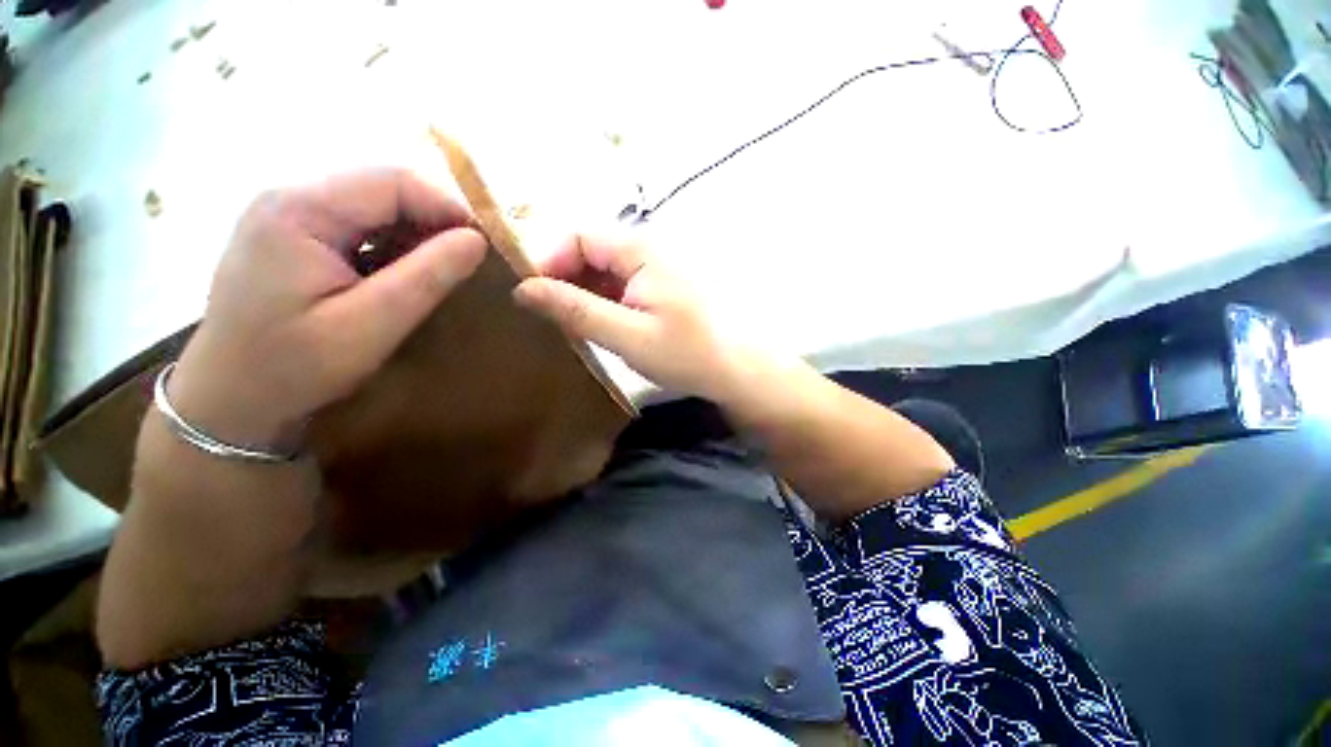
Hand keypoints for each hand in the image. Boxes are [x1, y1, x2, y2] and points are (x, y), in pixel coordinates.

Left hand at [169, 169, 486, 448]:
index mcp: (299, 211)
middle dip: (433, 222)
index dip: (447, 207)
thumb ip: (426, 278)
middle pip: (383, 188)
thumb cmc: (293, 367)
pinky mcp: (294, 235)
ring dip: (416, 235)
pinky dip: (393, 245)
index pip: (392, 181)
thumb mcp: (369, 327)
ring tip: (437, 273)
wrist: (230, 399)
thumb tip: (477, 240)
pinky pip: (360, 224)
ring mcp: (288, 215)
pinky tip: (401, 276)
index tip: (482, 248)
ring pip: (375, 205)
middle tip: (464, 265)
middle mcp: (290, 197)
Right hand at [513, 233, 738, 399]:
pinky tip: (603, 325)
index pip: (579, 237)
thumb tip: (523, 289)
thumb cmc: (686, 354)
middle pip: (593, 251)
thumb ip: (576, 311)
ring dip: (585, 293)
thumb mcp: (626, 336)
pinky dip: (606, 301)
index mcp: (642, 251)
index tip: (533, 298)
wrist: (736, 369)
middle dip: (567, 281)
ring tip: (575, 326)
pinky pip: (624, 284)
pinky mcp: (663, 286)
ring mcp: (658, 267)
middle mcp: (650, 249)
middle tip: (554, 318)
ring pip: (607, 269)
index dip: (549, 262)